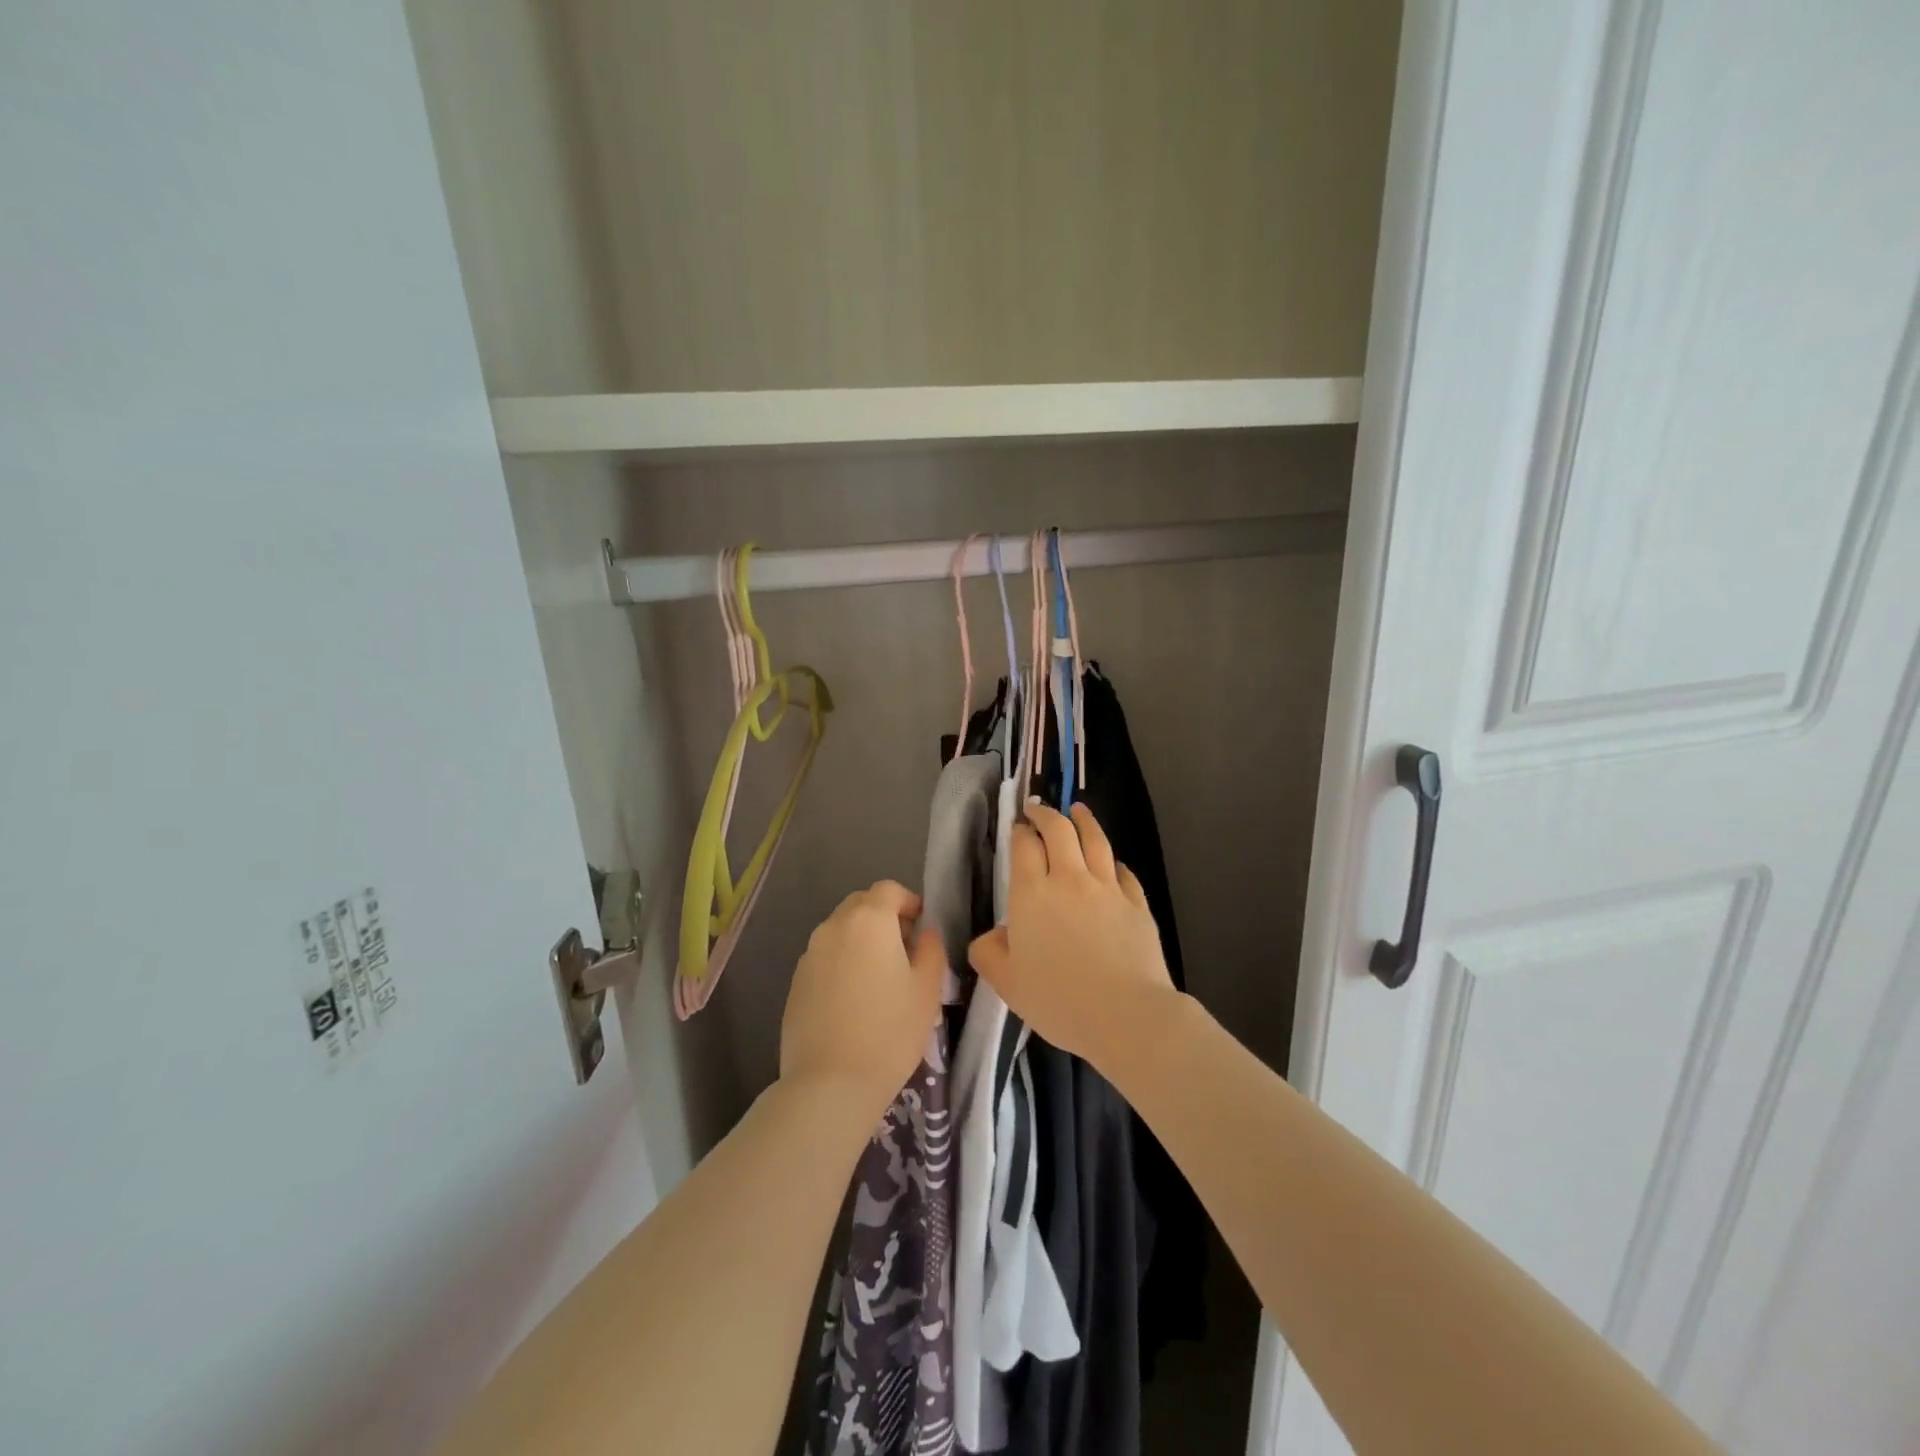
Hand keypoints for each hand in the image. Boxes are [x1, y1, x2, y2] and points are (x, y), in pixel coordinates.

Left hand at [780, 880, 944, 1122]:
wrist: (830, 1083)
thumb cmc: (890, 1031)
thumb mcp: (928, 989)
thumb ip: (931, 948)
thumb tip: (924, 933)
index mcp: (869, 920)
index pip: (889, 890)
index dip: (909, 901)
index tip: (922, 927)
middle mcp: (834, 927)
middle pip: (861, 904)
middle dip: (884, 917)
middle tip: (904, 950)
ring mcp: (809, 954)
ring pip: (840, 931)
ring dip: (861, 940)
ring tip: (880, 978)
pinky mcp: (795, 982)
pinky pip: (825, 957)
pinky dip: (842, 963)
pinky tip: (854, 1000)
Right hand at [968, 802, 1178, 1069]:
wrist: (1125, 1015)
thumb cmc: (1058, 1000)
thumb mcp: (1006, 983)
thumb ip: (988, 952)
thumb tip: (993, 935)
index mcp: (1032, 894)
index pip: (1024, 846)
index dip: (1020, 831)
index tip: (1018, 827)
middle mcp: (1069, 879)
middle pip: (1059, 830)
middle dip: (1046, 814)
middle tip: (1039, 810)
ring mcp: (1107, 888)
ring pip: (1095, 840)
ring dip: (1084, 820)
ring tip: (1078, 810)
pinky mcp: (1137, 903)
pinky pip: (1123, 871)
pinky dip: (1113, 861)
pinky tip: (1112, 863)